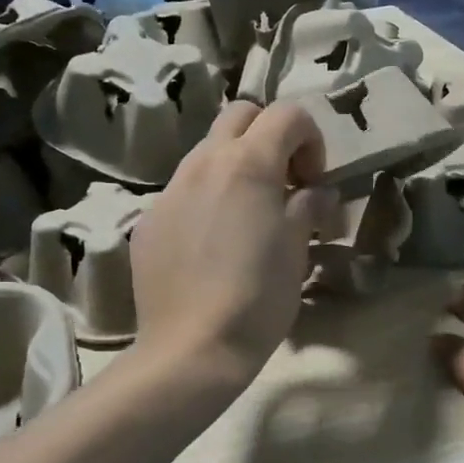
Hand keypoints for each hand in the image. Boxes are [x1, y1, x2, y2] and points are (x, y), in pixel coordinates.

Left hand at [129, 101, 338, 390]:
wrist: (192, 348)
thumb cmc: (258, 296)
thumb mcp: (297, 248)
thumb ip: (309, 206)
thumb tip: (315, 193)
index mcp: (247, 163)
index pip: (287, 114)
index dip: (311, 139)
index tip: (313, 182)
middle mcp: (203, 162)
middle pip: (240, 115)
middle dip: (268, 136)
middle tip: (283, 183)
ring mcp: (170, 190)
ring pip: (206, 152)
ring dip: (234, 167)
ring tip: (247, 216)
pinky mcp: (148, 221)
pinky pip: (182, 192)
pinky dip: (205, 199)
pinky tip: (211, 245)